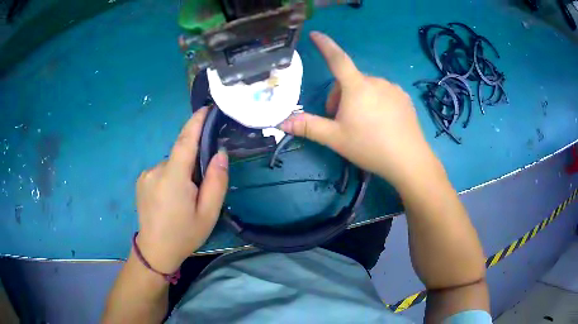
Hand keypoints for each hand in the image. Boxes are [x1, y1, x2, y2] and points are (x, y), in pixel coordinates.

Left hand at [135, 107, 227, 273]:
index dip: (196, 122)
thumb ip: (216, 182)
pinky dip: (171, 176)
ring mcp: (146, 175)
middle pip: (180, 155)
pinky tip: (171, 197)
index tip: (207, 108)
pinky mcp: (141, 180)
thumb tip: (219, 153)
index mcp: (173, 178)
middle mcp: (156, 171)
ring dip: (181, 172)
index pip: (185, 141)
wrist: (155, 251)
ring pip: (171, 164)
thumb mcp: (208, 213)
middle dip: (193, 163)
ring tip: (185, 198)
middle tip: (201, 187)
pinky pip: (162, 170)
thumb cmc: (184, 234)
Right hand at [280, 32, 438, 185]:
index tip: (315, 34)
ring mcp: (392, 88)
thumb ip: (308, 127)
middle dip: (340, 97)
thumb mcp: (335, 138)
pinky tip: (381, 123)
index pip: (337, 58)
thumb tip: (282, 122)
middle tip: (342, 121)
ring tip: (363, 125)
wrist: (408, 160)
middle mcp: (376, 81)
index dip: (325, 45)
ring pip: (367, 88)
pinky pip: (383, 93)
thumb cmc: (369, 146)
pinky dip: (375, 102)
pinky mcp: (404, 98)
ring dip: (358, 100)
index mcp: (357, 87)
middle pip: (350, 81)